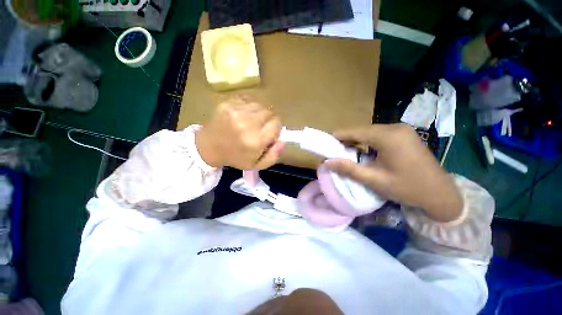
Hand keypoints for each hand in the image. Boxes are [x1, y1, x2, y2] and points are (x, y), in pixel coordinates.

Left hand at [195, 96, 284, 169]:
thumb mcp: (256, 165)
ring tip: (250, 122)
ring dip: (259, 114)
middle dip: (269, 121)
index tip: (269, 134)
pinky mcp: (228, 103)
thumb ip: (273, 156)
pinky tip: (242, 116)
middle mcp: (247, 123)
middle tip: (260, 129)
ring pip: (260, 106)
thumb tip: (283, 141)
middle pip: (270, 113)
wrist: (208, 147)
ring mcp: (236, 111)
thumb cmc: (235, 157)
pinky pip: (248, 101)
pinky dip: (249, 108)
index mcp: (255, 140)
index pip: (277, 124)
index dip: (275, 129)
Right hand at [325, 124, 462, 221]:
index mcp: (387, 136)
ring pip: (369, 133)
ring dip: (357, 143)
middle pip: (360, 131)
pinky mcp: (403, 134)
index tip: (325, 147)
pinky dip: (368, 143)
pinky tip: (366, 154)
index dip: (337, 138)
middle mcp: (394, 127)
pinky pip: (378, 135)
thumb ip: (348, 169)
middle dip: (347, 142)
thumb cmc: (407, 188)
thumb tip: (327, 163)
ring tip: (349, 156)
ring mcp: (401, 129)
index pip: (353, 132)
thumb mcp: (374, 180)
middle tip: (337, 156)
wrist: (441, 194)